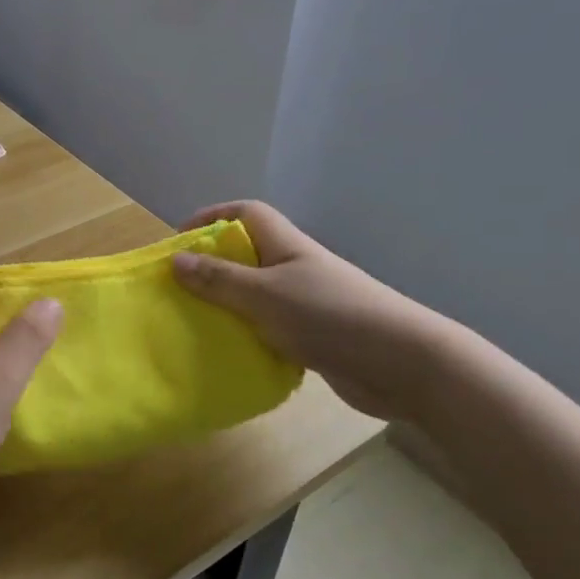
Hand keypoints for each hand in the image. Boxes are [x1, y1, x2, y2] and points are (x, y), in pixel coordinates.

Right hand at [172, 201, 450, 420]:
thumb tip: (176, 260)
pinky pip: (269, 328)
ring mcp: (306, 303)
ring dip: (227, 305)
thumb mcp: (265, 296)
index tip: (179, 240)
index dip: (212, 217)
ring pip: (256, 295)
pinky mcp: (313, 337)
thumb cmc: (330, 316)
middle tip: (178, 288)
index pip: (245, 213)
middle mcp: (295, 268)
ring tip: (193, 322)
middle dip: (212, 266)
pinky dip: (248, 336)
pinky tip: (229, 354)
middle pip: (247, 254)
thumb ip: (220, 280)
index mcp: (286, 246)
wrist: (403, 365)